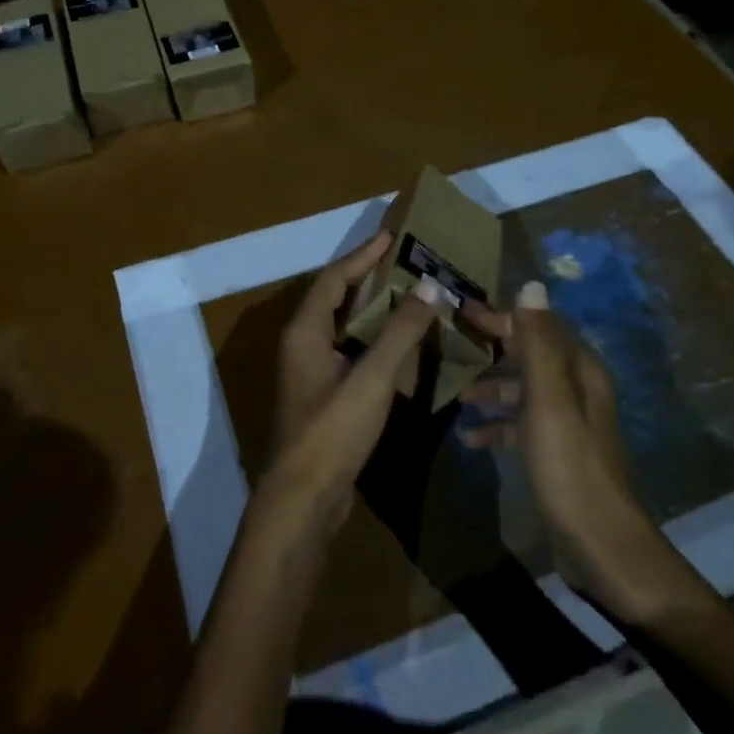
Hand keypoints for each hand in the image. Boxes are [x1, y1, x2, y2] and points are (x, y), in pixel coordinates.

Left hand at [263, 231, 441, 537]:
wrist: (304, 497)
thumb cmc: (333, 430)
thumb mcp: (371, 377)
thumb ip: (401, 332)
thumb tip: (430, 286)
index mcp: (305, 331)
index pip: (333, 279)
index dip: (362, 255)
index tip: (392, 236)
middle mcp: (303, 344)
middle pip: (336, 298)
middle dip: (369, 277)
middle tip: (407, 262)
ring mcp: (312, 372)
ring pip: (344, 327)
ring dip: (374, 310)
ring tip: (411, 295)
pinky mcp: (324, 395)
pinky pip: (351, 352)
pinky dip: (375, 340)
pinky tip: (403, 344)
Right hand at [461, 282, 713, 625]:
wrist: (599, 542)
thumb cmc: (569, 466)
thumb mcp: (548, 400)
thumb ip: (538, 344)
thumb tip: (533, 285)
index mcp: (579, 371)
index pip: (539, 326)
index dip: (503, 317)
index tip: (463, 311)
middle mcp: (576, 390)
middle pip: (530, 356)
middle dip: (493, 350)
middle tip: (452, 347)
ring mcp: (566, 423)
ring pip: (523, 391)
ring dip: (492, 389)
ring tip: (457, 397)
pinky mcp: (556, 452)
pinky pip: (520, 426)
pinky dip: (496, 426)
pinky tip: (470, 439)